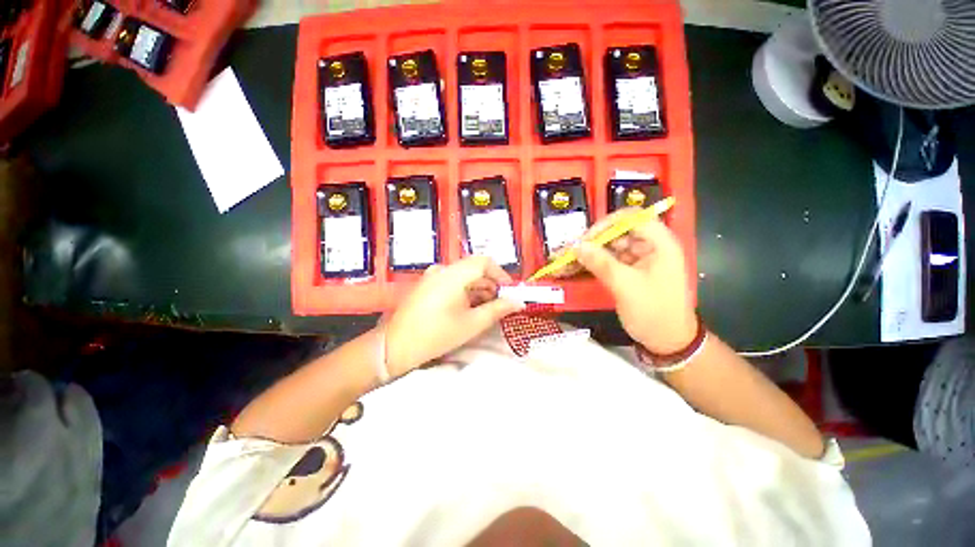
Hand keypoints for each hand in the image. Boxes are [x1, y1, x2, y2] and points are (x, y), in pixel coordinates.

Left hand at [383, 256, 524, 376]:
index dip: (501, 274)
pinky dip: (466, 291)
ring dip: (479, 289)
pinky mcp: (428, 285)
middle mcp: (443, 270)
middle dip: (491, 284)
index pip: (484, 262)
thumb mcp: (472, 324)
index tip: (510, 291)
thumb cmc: (437, 335)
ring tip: (488, 309)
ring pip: (464, 276)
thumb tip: (518, 302)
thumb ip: (497, 310)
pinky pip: (453, 282)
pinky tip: (470, 308)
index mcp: (453, 275)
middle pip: (474, 268)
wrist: (395, 346)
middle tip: (502, 304)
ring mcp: (433, 276)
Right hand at [572, 209, 696, 353]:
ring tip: (567, 261)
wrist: (669, 342)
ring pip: (611, 247)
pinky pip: (610, 261)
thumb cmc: (654, 312)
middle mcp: (651, 246)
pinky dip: (594, 264)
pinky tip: (577, 268)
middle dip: (593, 241)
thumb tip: (576, 245)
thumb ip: (601, 263)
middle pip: (619, 232)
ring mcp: (640, 259)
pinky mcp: (632, 271)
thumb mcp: (626, 286)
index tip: (585, 239)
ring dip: (590, 253)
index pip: (632, 218)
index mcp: (660, 243)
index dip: (607, 224)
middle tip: (570, 252)